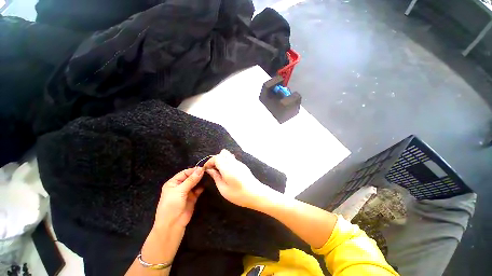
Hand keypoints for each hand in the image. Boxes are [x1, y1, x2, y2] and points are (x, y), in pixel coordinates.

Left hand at [154, 167, 204, 230]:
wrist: (172, 225)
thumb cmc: (172, 205)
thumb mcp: (180, 191)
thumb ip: (191, 180)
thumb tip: (201, 169)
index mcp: (173, 183)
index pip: (185, 173)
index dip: (193, 170)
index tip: (203, 168)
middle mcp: (180, 186)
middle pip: (190, 177)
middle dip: (198, 175)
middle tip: (208, 171)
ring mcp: (187, 192)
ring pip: (195, 183)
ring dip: (201, 180)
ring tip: (209, 176)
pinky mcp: (193, 198)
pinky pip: (198, 190)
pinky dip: (202, 187)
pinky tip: (207, 184)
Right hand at [204, 149, 273, 208]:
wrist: (256, 194)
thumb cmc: (239, 194)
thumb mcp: (223, 189)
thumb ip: (216, 177)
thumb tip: (210, 169)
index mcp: (227, 168)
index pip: (216, 157)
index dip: (209, 162)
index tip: (206, 169)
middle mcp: (233, 162)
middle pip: (222, 154)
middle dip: (215, 159)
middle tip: (213, 169)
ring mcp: (239, 163)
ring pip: (228, 155)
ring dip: (221, 160)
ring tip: (219, 170)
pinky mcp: (242, 165)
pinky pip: (232, 159)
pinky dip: (227, 161)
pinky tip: (227, 171)